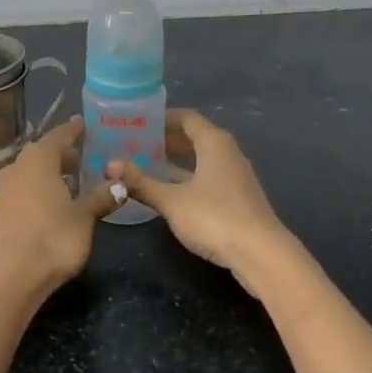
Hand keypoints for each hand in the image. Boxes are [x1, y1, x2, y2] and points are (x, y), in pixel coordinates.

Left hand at [0, 118, 119, 295]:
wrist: (8, 277)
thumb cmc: (51, 239)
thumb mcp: (83, 218)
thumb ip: (100, 198)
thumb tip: (121, 183)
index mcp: (38, 160)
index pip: (58, 136)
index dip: (72, 130)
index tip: (82, 123)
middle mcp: (16, 168)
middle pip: (40, 153)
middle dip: (60, 154)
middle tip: (80, 156)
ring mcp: (2, 191)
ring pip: (27, 172)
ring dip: (46, 173)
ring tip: (67, 182)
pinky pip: (20, 191)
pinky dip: (35, 190)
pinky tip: (47, 205)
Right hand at [107, 110, 297, 294]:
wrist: (261, 255)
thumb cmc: (215, 217)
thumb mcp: (171, 200)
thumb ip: (141, 182)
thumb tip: (109, 165)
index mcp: (214, 142)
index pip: (186, 118)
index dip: (162, 117)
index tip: (138, 120)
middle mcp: (227, 152)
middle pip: (194, 137)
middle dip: (166, 139)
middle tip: (135, 142)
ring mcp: (235, 176)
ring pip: (201, 159)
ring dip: (176, 160)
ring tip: (146, 163)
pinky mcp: (237, 198)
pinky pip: (207, 177)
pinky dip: (187, 178)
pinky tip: (168, 190)